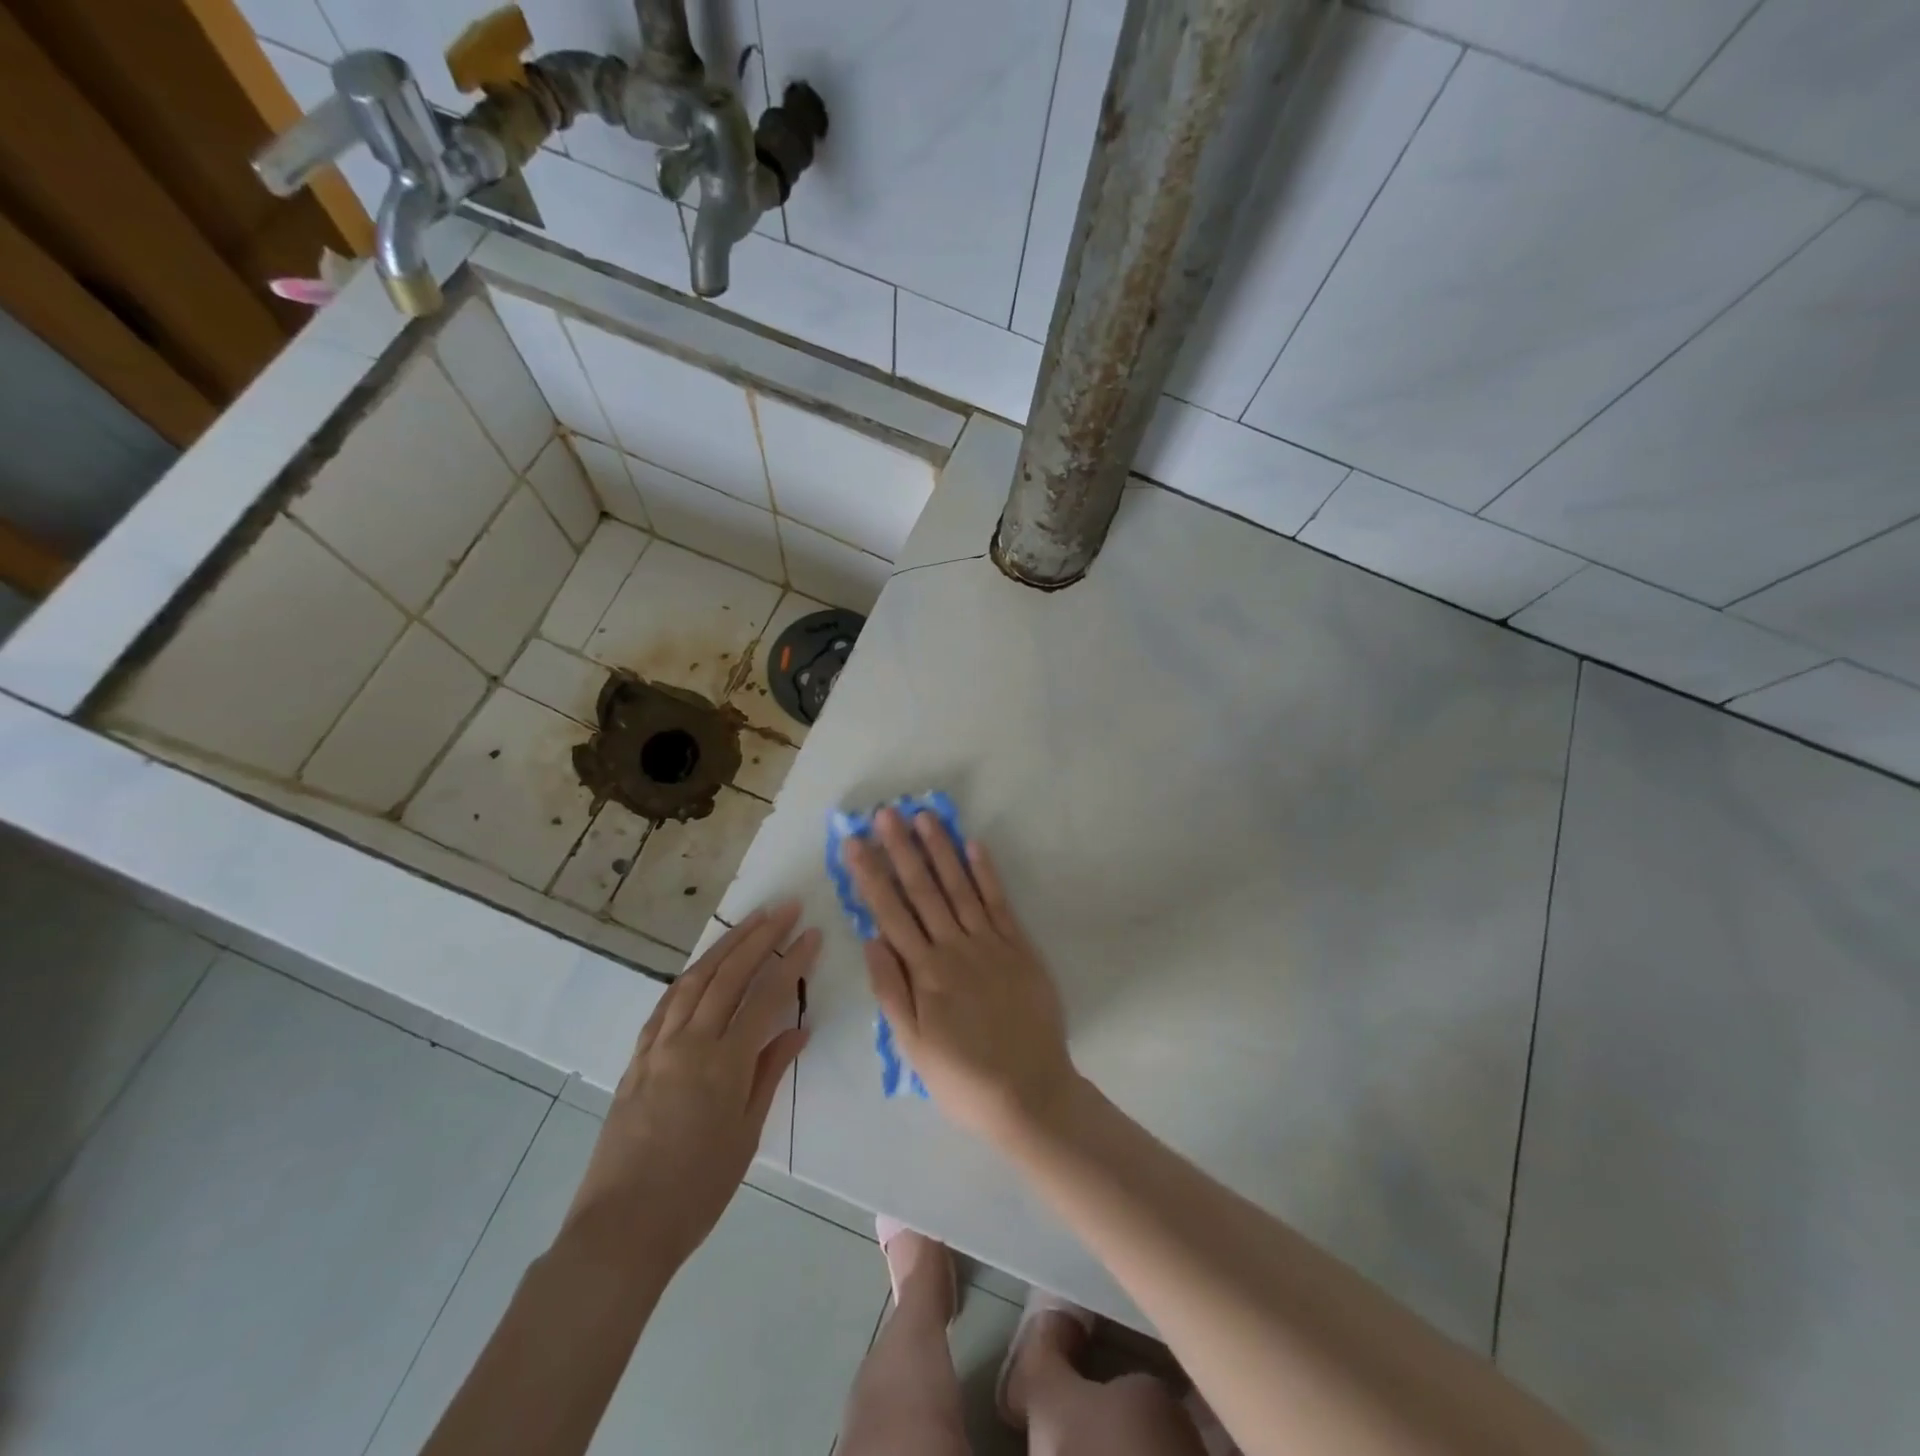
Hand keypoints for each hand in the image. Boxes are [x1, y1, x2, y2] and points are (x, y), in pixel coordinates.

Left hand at [562, 904, 818, 1269]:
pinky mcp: (636, 1058)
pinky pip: (665, 1003)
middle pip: (729, 974)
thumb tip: (797, 1029)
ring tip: (750, 922)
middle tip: (785, 908)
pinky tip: (701, 968)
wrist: (620, 1229)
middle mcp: (689, 1042)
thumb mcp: (745, 1135)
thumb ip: (769, 1073)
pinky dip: (689, 977)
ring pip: (694, 980)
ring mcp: (657, 1047)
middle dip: (760, 936)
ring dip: (724, 946)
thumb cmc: (696, 1190)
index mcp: (723, 1063)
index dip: (792, 961)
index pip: (766, 996)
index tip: (812, 933)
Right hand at [848, 808, 1074, 1144]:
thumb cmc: (963, 1077)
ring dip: (940, 849)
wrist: (1030, 1094)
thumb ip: (891, 990)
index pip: (890, 912)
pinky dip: (986, 873)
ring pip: (959, 887)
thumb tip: (870, 939)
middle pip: (922, 890)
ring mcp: (990, 943)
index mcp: (925, 972)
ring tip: (924, 816)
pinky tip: (973, 845)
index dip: (870, 875)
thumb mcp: (913, 1047)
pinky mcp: (1020, 947)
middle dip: (901, 849)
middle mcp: (954, 948)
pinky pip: (1000, 902)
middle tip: (885, 813)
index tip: (855, 843)